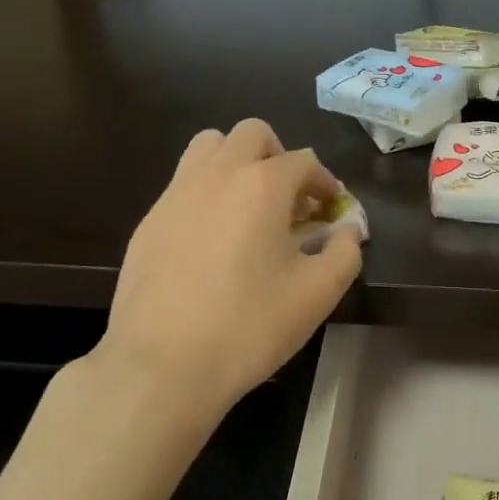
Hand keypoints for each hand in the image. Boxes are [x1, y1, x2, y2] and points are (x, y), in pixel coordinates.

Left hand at [91, 120, 362, 429]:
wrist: (162, 365)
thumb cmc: (249, 326)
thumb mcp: (318, 294)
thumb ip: (345, 253)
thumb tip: (348, 231)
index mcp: (263, 185)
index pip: (304, 161)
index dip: (324, 182)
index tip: (331, 211)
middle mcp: (218, 173)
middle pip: (253, 134)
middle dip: (280, 157)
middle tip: (290, 199)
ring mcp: (177, 193)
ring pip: (209, 146)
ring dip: (237, 161)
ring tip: (248, 206)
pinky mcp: (149, 219)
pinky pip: (184, 183)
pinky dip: (207, 192)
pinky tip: (212, 240)